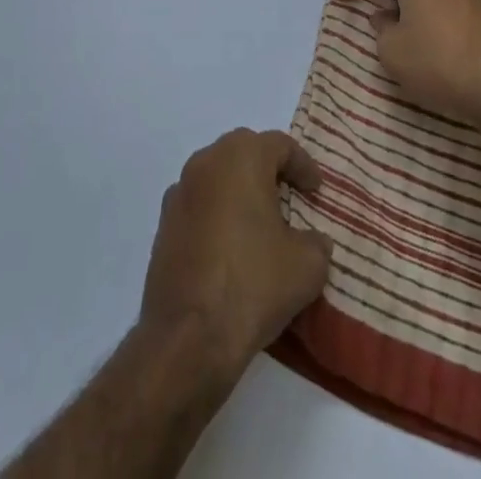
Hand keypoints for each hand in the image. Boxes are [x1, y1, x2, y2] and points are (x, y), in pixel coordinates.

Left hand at [138, 129, 332, 380]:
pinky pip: (199, 205)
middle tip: (290, 197)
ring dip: (240, 190)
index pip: (279, 144)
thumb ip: (316, 243)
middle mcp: (206, 162)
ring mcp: (179, 192)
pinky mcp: (163, 224)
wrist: (188, 336)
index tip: (316, 190)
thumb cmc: (253, 284)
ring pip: (217, 176)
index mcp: (241, 157)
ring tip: (261, 224)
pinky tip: (231, 248)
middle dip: (269, 170)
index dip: (303, 165)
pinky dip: (217, 214)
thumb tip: (312, 241)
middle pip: (244, 151)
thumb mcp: (307, 266)